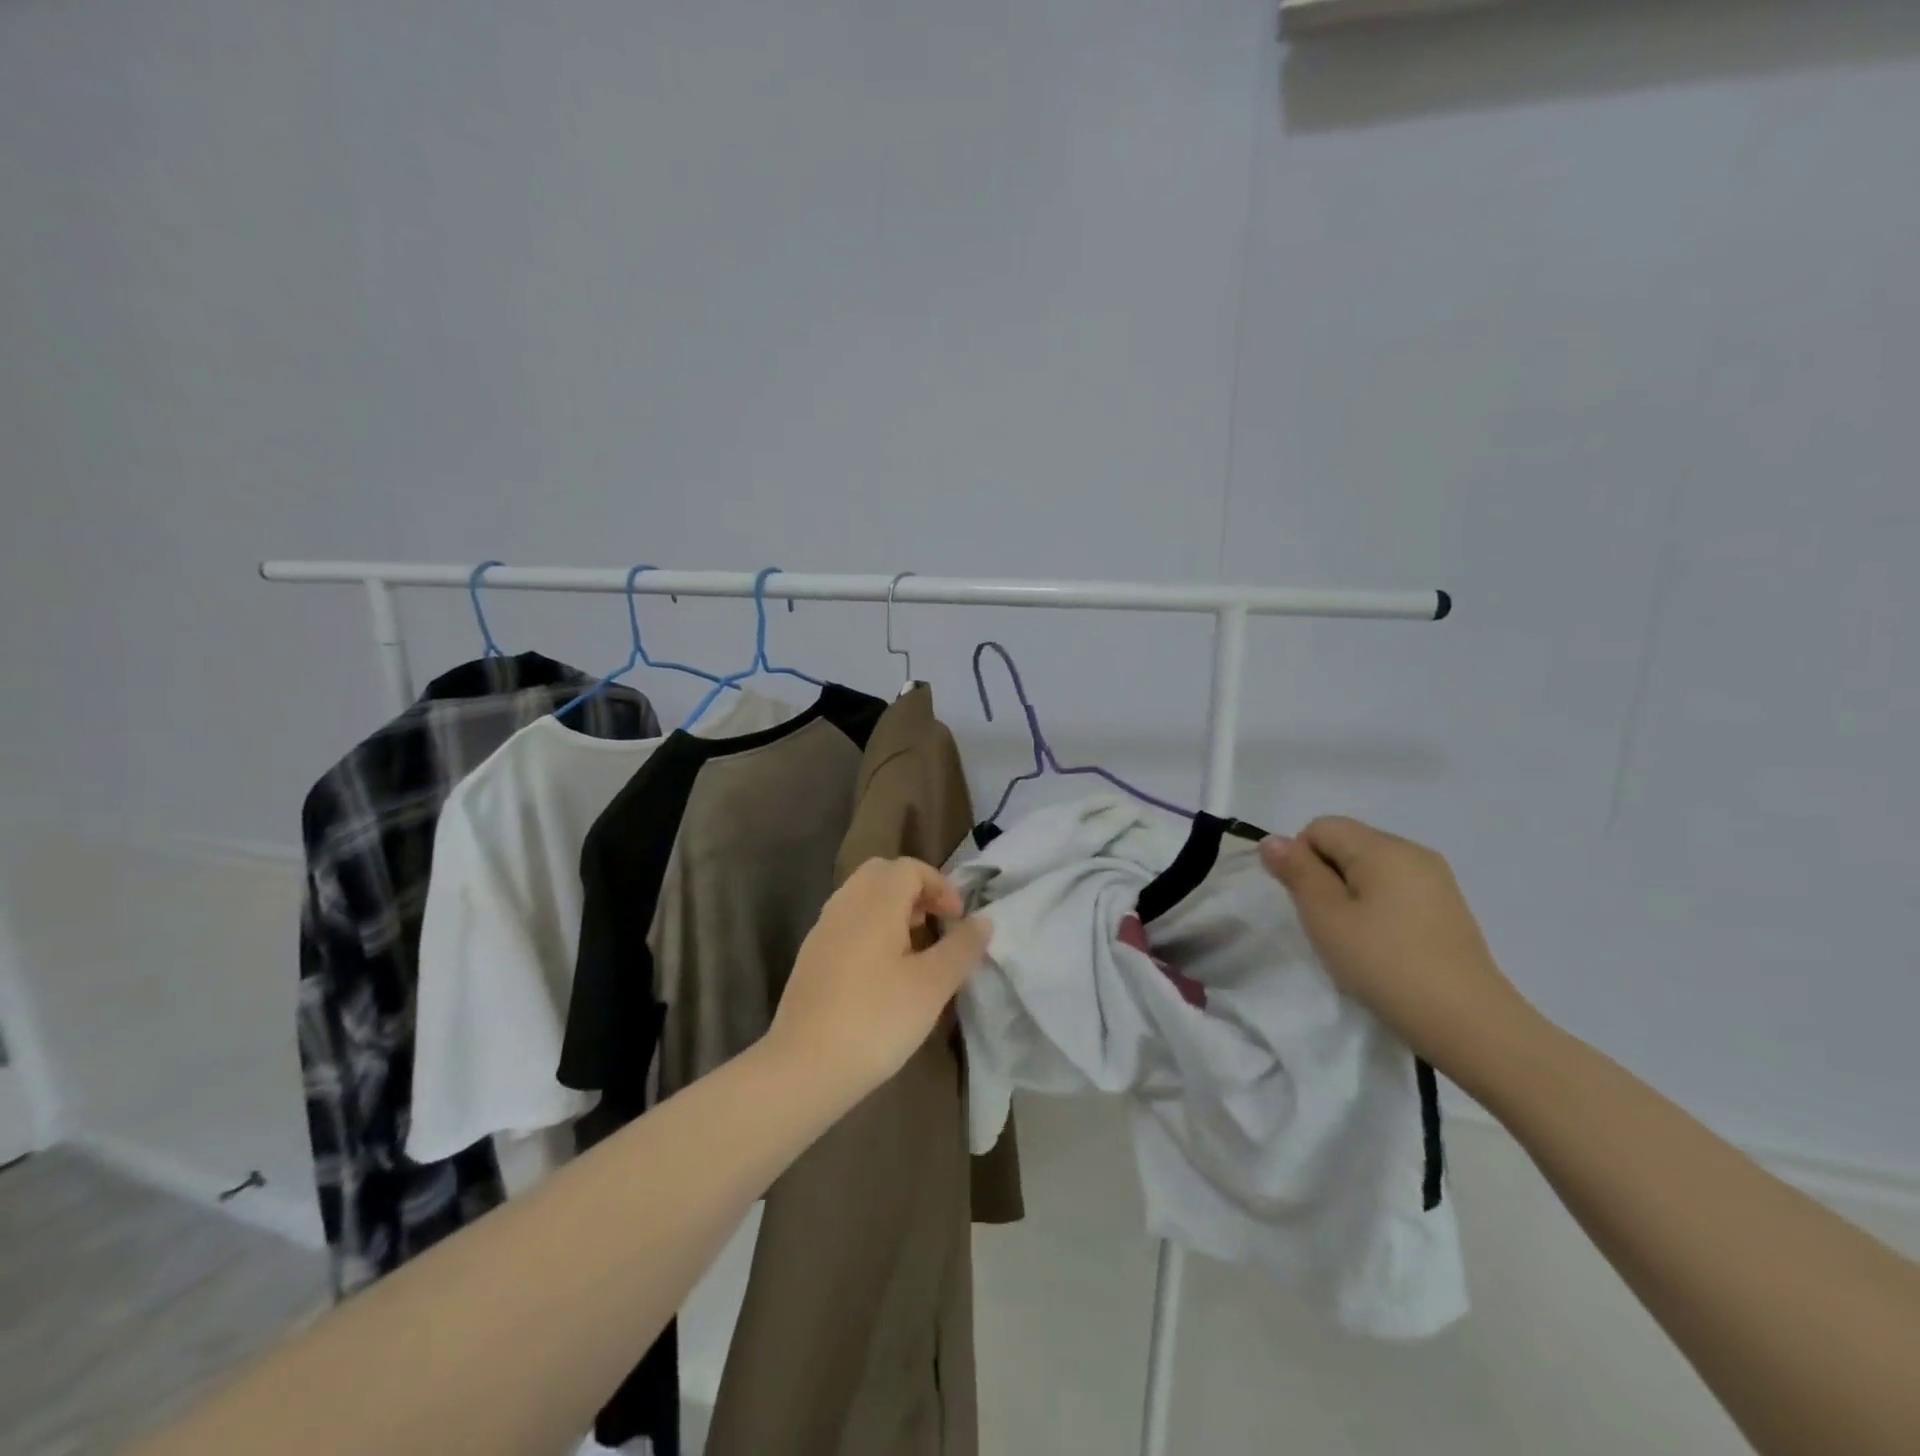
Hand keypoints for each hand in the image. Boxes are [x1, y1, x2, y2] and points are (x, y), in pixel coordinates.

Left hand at [768, 857, 989, 1105]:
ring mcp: (822, 929)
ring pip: (862, 897)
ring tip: (914, 950)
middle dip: (914, 891)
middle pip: (882, 874)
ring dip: (892, 910)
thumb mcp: (932, 986)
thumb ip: (961, 948)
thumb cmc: (876, 1020)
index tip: (957, 920)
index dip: (940, 885)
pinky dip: (871, 929)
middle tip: (934, 925)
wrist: (803, 1067)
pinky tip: (883, 973)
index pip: (909, 868)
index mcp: (874, 902)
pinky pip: (847, 922)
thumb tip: (983, 920)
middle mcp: (844, 904)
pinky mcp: (811, 956)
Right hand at [1259, 817, 1536, 1082]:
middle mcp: (1413, 852)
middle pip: (1347, 844)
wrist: (1467, 1023)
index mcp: (1383, 847)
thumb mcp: (1326, 917)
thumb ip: (1297, 872)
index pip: (1321, 827)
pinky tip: (1382, 947)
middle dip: (1325, 877)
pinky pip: (1395, 890)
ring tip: (1355, 940)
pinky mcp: (1447, 909)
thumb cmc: (1384, 963)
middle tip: (1328, 925)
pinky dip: (1376, 909)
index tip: (1308, 904)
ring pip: (1370, 869)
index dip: (1301, 859)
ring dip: (1349, 895)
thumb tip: (1273, 840)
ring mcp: (1436, 880)